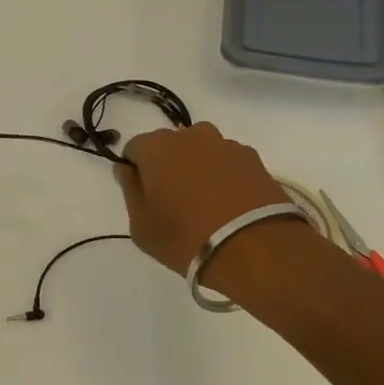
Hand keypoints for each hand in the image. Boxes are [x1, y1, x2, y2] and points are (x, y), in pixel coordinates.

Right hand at [115, 123, 291, 272]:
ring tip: (206, 205)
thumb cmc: (185, 237)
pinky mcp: (255, 160)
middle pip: (170, 146)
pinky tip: (230, 206)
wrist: (255, 248)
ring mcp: (227, 145)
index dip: (136, 171)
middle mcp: (191, 135)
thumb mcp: (141, 225)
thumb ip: (130, 191)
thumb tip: (128, 170)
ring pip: (202, 152)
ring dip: (198, 169)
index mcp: (156, 147)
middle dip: (168, 166)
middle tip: (173, 202)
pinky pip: (228, 163)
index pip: (135, 149)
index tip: (143, 196)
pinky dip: (225, 177)